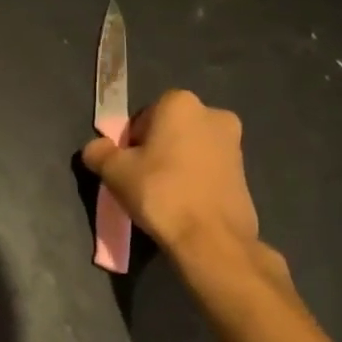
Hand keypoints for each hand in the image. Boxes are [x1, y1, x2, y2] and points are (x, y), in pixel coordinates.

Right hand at [82, 90, 266, 266]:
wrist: (211, 238)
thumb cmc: (160, 192)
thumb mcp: (114, 172)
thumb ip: (99, 152)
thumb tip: (96, 148)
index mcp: (180, 103)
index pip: (143, 117)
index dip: (131, 142)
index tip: (128, 166)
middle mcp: (212, 113)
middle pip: (170, 130)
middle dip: (156, 149)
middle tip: (143, 180)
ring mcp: (235, 143)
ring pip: (191, 148)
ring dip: (177, 164)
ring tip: (165, 195)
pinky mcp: (246, 171)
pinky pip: (208, 168)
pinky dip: (195, 179)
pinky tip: (186, 203)